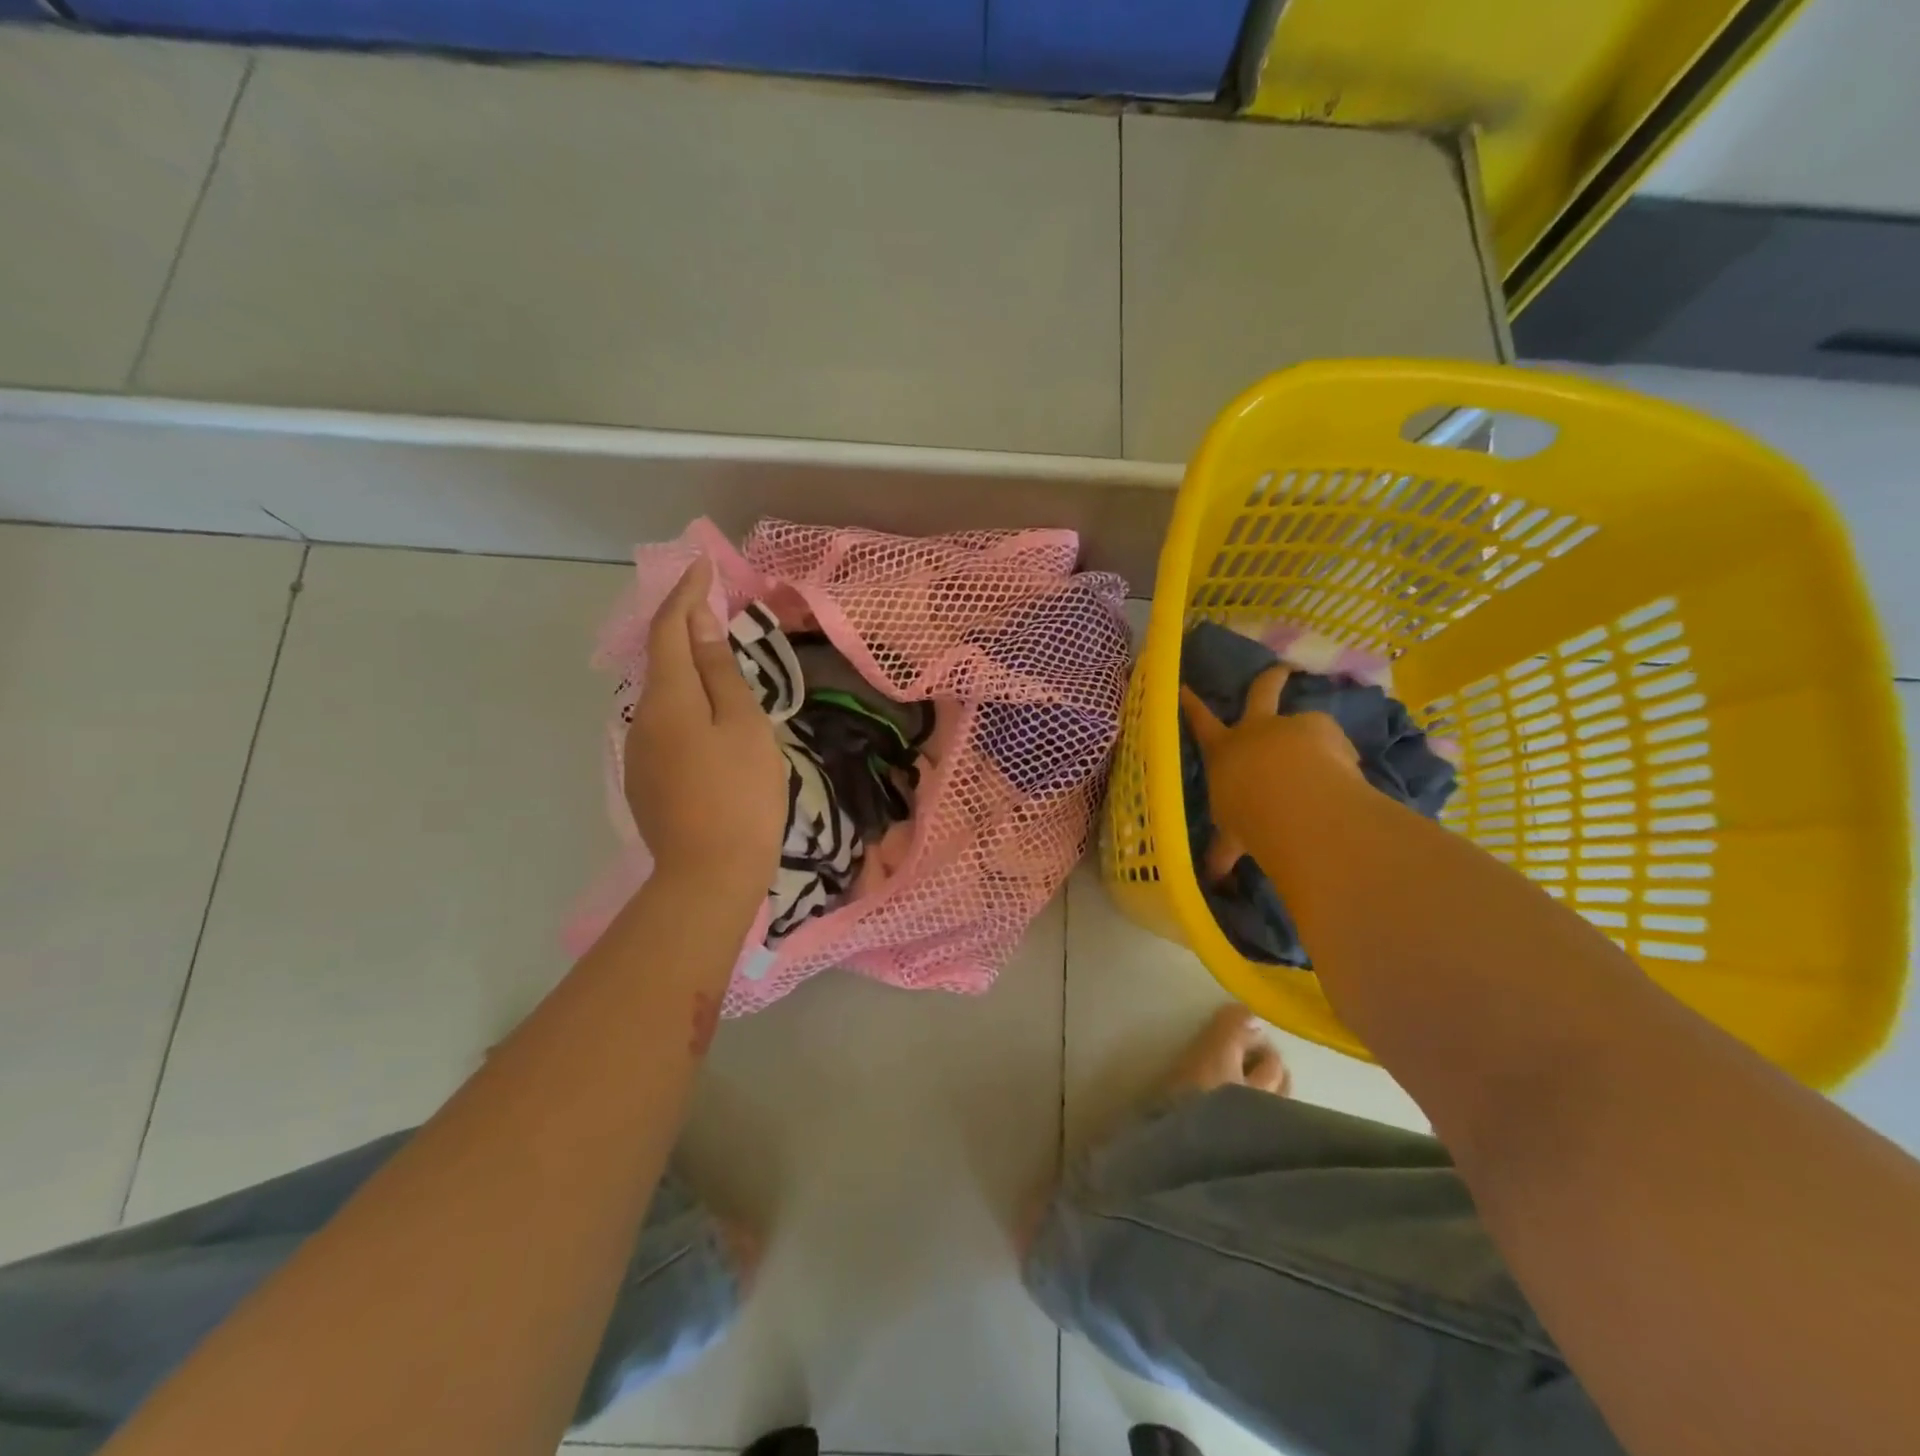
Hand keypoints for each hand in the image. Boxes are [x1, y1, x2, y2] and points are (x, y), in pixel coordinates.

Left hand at [624, 558, 787, 897]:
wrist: (710, 875)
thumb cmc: (741, 793)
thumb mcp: (743, 725)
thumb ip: (719, 672)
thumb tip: (698, 623)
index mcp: (668, 697)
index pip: (670, 628)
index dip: (685, 593)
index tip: (702, 564)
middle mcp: (642, 717)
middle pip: (662, 660)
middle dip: (685, 628)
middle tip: (717, 610)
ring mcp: (640, 752)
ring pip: (665, 696)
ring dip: (689, 671)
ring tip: (723, 666)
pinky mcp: (647, 779)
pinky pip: (667, 726)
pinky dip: (688, 707)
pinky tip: (712, 724)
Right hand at [1181, 665, 1359, 879]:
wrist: (1290, 797)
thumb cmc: (1247, 814)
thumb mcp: (1233, 836)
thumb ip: (1226, 852)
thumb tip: (1213, 882)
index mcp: (1224, 751)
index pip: (1200, 723)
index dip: (1189, 704)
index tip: (1182, 686)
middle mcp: (1255, 730)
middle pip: (1260, 693)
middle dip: (1268, 680)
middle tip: (1280, 669)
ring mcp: (1291, 725)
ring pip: (1304, 722)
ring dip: (1312, 738)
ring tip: (1328, 762)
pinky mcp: (1325, 730)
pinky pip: (1333, 744)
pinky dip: (1338, 759)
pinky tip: (1344, 779)